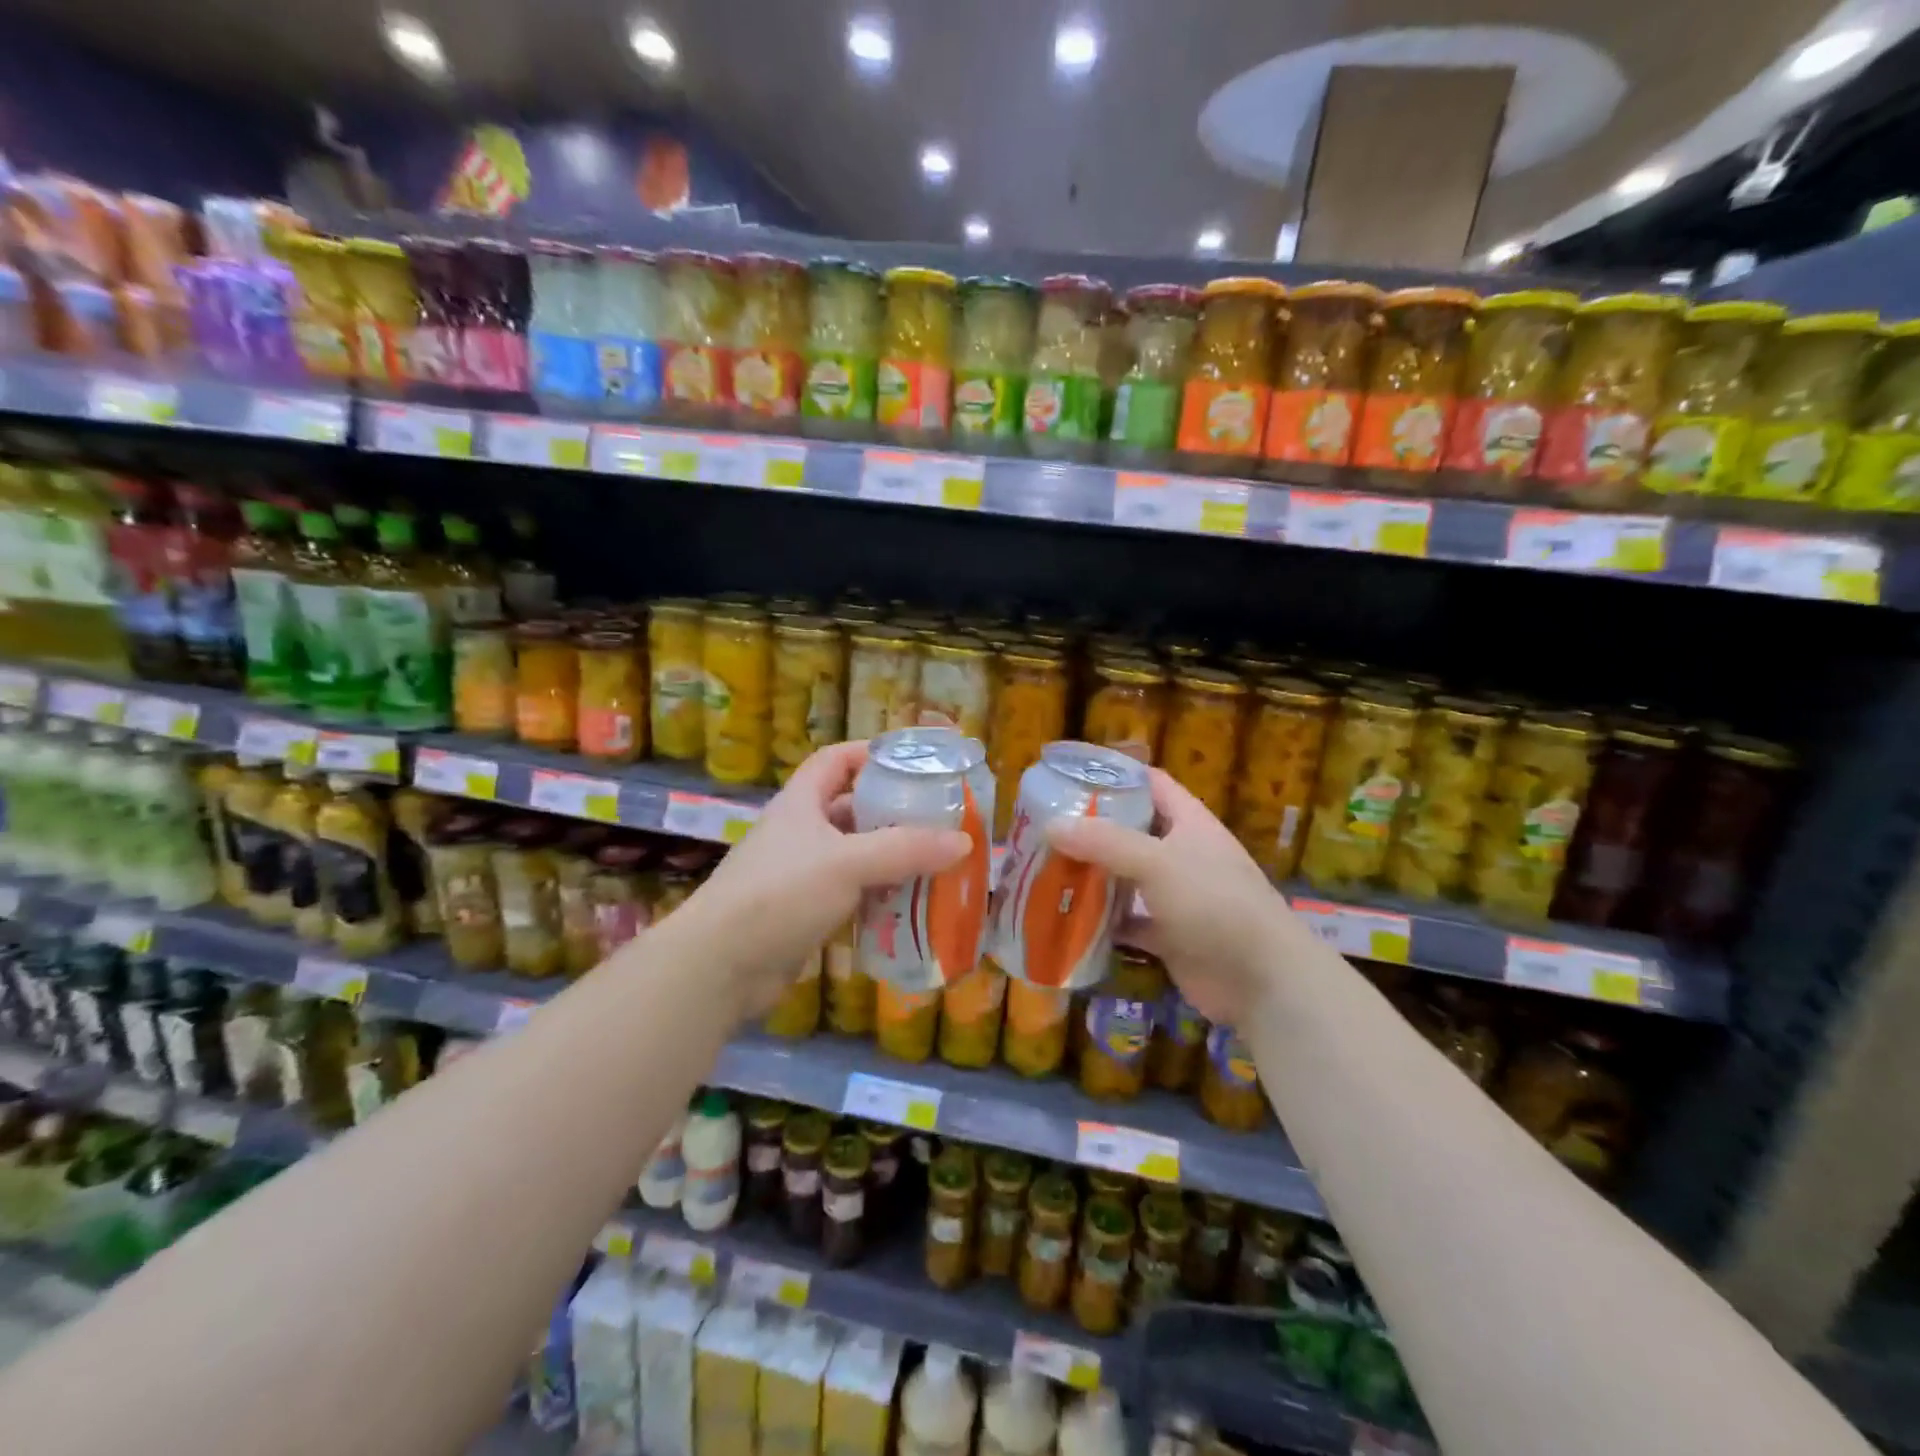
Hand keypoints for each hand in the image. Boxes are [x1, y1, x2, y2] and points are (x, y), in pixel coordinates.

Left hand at [677, 741, 970, 1016]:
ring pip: (855, 855)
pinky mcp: (804, 912)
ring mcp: (801, 874)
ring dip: (890, 858)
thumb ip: (905, 849)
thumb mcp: (847, 862)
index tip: (913, 763)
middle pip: (852, 809)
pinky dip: (878, 895)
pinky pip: (851, 893)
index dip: (871, 753)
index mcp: (801, 802)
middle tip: (939, 819)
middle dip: (893, 811)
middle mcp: (800, 832)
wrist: (719, 966)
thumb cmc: (781, 894)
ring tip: (935, 862)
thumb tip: (964, 841)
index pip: (836, 760)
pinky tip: (909, 904)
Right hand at [1044, 768, 1301, 1026]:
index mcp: (1189, 823)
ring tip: (1045, 868)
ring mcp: (1176, 897)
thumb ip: (1104, 842)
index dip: (1116, 776)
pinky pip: (1128, 922)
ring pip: (1126, 878)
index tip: (1071, 776)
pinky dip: (1103, 923)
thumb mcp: (1158, 862)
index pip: (1151, 784)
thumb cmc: (1214, 904)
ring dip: (1093, 877)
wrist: (1262, 981)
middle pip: (1132, 832)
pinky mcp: (1169, 936)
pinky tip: (1068, 919)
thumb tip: (1051, 825)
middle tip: (1044, 826)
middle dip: (1092, 829)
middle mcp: (1183, 854)